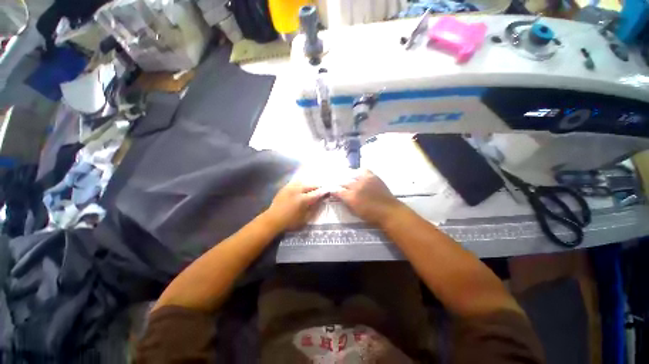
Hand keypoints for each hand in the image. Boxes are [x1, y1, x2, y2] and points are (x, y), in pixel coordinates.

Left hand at [266, 178, 326, 230]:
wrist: (273, 219)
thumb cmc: (290, 222)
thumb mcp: (304, 218)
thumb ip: (313, 209)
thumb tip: (320, 201)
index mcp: (303, 199)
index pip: (316, 193)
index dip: (323, 191)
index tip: (328, 191)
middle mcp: (297, 191)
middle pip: (311, 185)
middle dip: (318, 186)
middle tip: (322, 188)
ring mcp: (290, 188)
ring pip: (303, 182)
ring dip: (310, 184)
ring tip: (313, 186)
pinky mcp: (285, 187)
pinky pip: (295, 182)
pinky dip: (301, 183)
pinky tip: (303, 185)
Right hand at [333, 170, 403, 225]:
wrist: (389, 211)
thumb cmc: (371, 215)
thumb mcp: (355, 211)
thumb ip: (346, 203)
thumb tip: (341, 197)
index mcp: (350, 197)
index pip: (337, 191)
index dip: (333, 190)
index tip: (331, 190)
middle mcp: (356, 186)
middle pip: (343, 182)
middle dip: (340, 184)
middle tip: (339, 185)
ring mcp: (365, 180)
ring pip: (352, 175)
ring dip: (349, 178)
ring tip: (348, 180)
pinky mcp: (373, 177)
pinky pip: (364, 170)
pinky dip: (360, 172)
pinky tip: (359, 175)